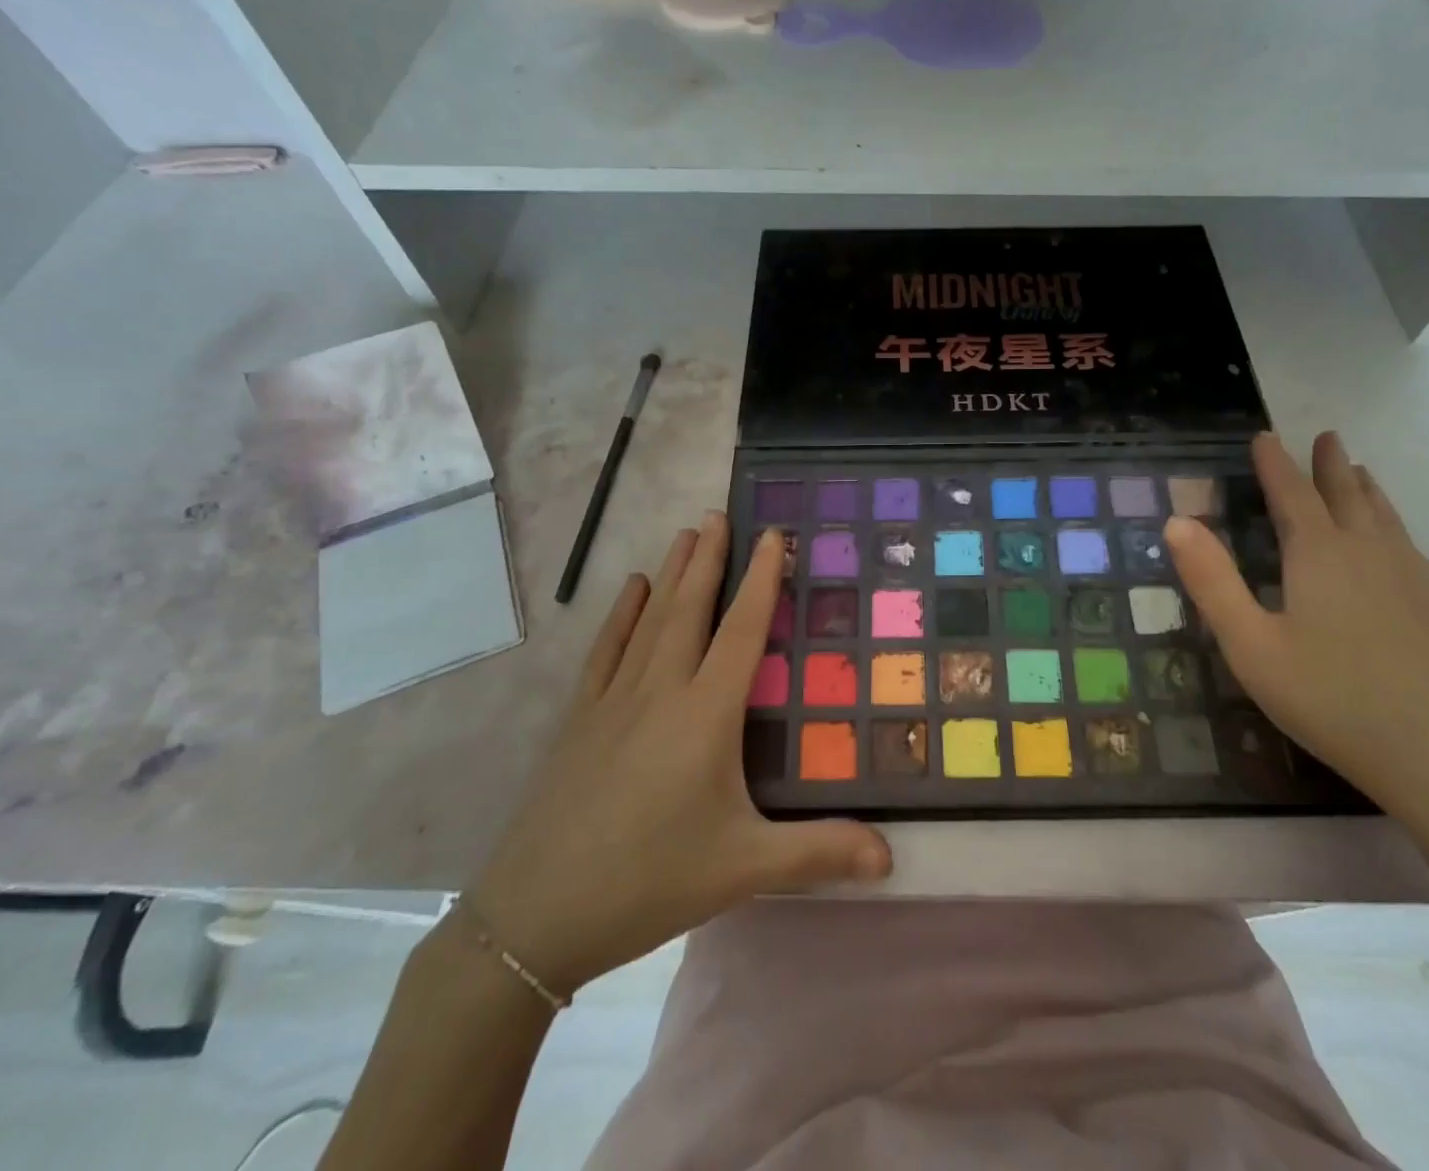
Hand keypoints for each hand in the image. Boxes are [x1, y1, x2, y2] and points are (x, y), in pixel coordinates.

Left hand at [465, 515, 890, 997]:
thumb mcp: (744, 870)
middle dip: (710, 556)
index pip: (742, 630)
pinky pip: (607, 649)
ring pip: (650, 619)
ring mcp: (614, 699)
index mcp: (705, 714)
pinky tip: (632, 588)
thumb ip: (820, 854)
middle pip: (691, 607)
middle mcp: (661, 690)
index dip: (762, 579)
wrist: (536, 916)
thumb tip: (892, 858)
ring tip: (686, 532)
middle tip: (721, 512)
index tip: (773, 534)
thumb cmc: (650, 882)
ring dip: (672, 572)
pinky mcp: (580, 717)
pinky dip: (622, 613)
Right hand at [1164, 432, 1428, 832]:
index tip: (1264, 437)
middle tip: (1326, 436)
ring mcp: (1414, 580)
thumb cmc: (1332, 698)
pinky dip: (1392, 525)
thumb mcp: (1250, 644)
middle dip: (1329, 465)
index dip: (1275, 464)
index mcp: (1320, 555)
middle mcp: (1370, 553)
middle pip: (1347, 495)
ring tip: (1359, 472)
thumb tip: (1176, 521)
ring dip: (1366, 490)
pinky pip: (1409, 545)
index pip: (1292, 494)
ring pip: (1386, 518)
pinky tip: (1395, 544)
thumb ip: (1211, 581)